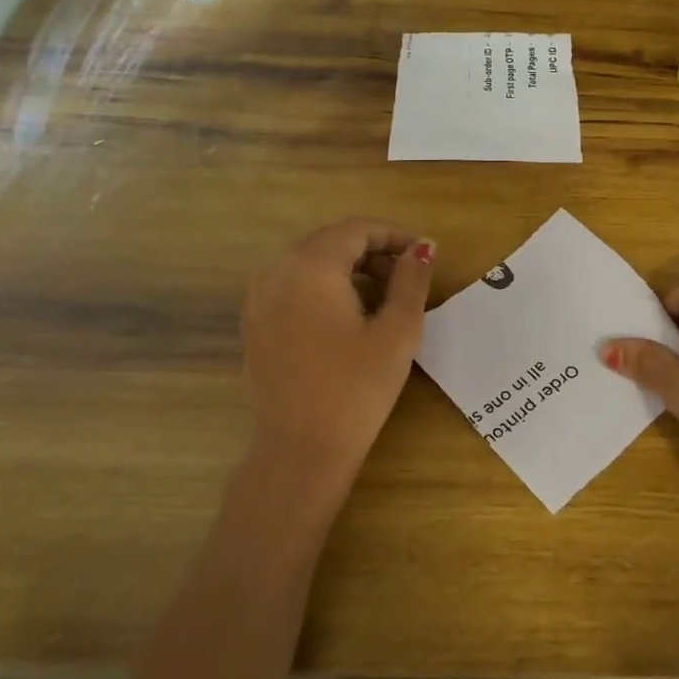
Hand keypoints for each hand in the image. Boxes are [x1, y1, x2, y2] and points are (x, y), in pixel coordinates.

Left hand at [242, 219, 434, 505]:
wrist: (301, 448)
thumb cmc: (357, 387)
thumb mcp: (398, 330)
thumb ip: (412, 280)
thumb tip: (423, 246)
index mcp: (311, 266)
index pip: (357, 230)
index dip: (394, 236)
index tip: (424, 255)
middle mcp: (277, 272)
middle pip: (330, 242)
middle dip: (372, 251)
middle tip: (407, 277)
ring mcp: (259, 299)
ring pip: (309, 263)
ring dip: (347, 269)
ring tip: (382, 297)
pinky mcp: (254, 325)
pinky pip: (292, 287)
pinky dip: (323, 288)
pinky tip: (347, 317)